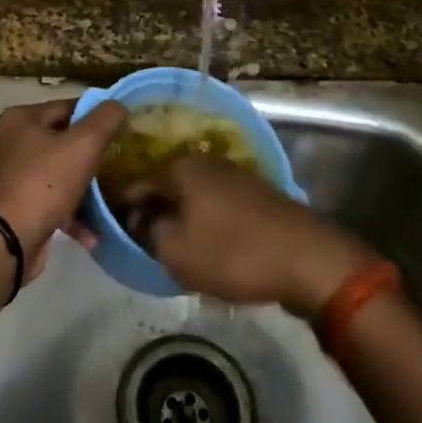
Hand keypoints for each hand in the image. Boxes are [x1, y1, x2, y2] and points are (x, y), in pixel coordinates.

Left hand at [0, 99, 128, 280]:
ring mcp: (7, 176)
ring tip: (108, 201)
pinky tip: (90, 234)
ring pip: (55, 174)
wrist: (5, 242)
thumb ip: (105, 120)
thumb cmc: (43, 184)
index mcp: (21, 119)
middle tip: (117, 165)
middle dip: (89, 156)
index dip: (96, 117)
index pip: (67, 107)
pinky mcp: (9, 207)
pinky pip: (47, 202)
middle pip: (60, 141)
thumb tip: (118, 105)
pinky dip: (68, 214)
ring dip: (82, 190)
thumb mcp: (83, 145)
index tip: (121, 131)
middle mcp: (8, 142)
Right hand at [126, 158, 377, 314]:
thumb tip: (137, 220)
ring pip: (192, 197)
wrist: (309, 260)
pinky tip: (206, 246)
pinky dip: (206, 223)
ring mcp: (235, 175)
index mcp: (181, 168)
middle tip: (142, 245)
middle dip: (152, 214)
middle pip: (166, 188)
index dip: (120, 210)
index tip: (112, 233)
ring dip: (180, 219)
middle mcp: (206, 162)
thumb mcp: (176, 251)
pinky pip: (217, 207)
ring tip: (172, 250)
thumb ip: (146, 232)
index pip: (136, 185)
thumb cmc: (234, 253)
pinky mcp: (257, 195)